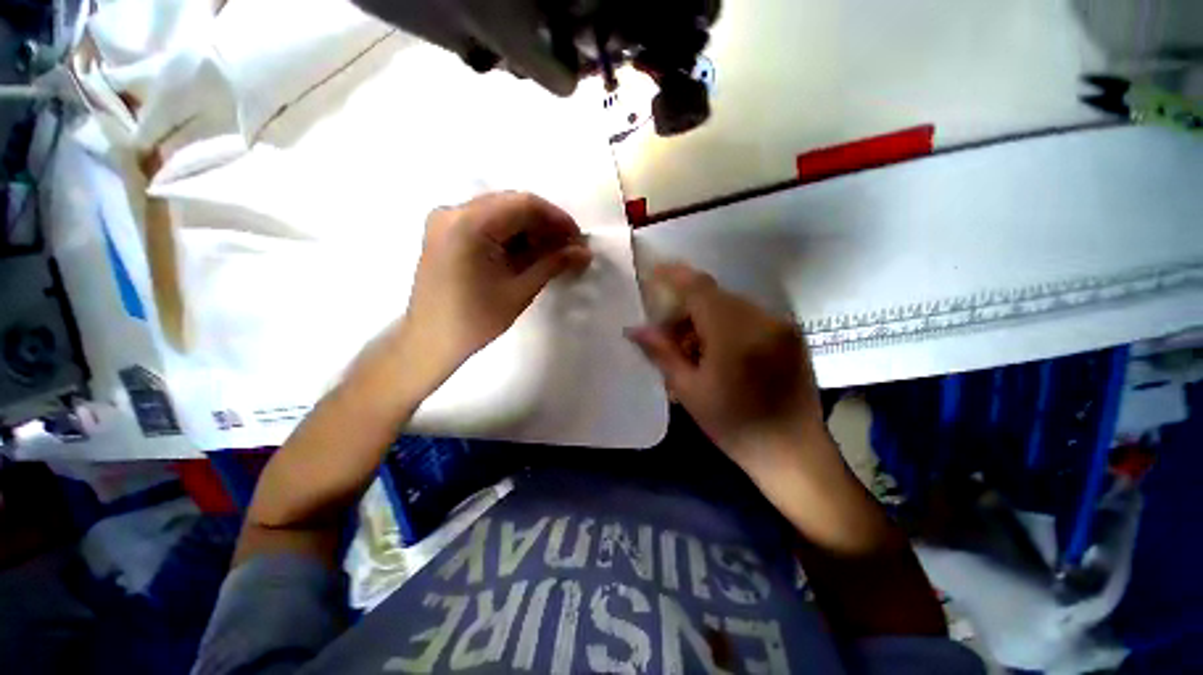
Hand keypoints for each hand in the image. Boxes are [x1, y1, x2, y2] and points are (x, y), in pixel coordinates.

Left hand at [400, 192, 591, 381]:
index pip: (524, 204)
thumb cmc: (476, 320)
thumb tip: (585, 252)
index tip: (578, 239)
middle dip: (544, 225)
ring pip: (499, 213)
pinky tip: (526, 254)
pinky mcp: (445, 233)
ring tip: (550, 254)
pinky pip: (485, 223)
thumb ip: (553, 264)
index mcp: (469, 224)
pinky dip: (509, 235)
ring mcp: (446, 220)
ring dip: (528, 230)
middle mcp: (454, 211)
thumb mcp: (520, 290)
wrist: (430, 341)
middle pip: (511, 205)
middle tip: (567, 249)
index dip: (557, 218)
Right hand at [628, 263, 827, 470]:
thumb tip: (635, 329)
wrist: (794, 452)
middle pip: (714, 296)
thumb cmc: (734, 426)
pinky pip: (749, 316)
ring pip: (731, 305)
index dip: (675, 275)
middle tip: (668, 333)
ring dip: (706, 317)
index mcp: (734, 334)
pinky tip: (719, 352)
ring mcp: (780, 325)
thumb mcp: (689, 391)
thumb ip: (662, 353)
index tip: (654, 270)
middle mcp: (762, 320)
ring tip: (693, 349)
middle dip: (687, 307)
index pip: (699, 289)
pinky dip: (727, 324)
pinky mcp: (790, 334)